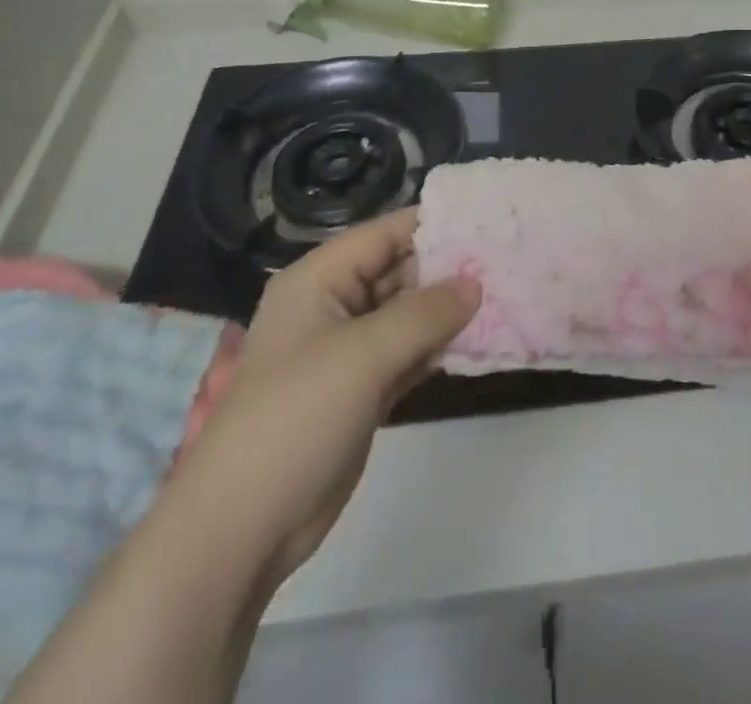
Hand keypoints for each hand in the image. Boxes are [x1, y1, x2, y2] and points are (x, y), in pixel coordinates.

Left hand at [180, 209, 480, 591]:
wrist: (242, 528)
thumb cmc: (296, 417)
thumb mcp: (364, 354)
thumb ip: (425, 313)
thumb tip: (476, 283)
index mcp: (320, 279)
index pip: (386, 234)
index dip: (435, 224)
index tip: (490, 221)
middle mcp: (334, 305)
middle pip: (400, 271)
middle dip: (449, 268)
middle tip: (508, 261)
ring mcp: (348, 350)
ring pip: (408, 314)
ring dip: (449, 310)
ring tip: (507, 294)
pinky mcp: (362, 389)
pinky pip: (408, 353)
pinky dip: (438, 347)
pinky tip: (480, 340)